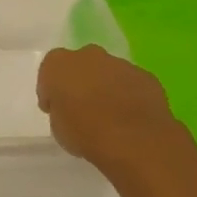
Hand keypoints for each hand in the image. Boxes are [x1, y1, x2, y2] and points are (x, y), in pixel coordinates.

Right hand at [37, 45, 184, 168]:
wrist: (135, 140)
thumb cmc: (84, 132)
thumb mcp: (57, 125)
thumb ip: (60, 108)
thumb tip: (69, 107)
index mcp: (58, 64)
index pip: (49, 72)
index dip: (52, 90)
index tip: (55, 108)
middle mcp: (88, 56)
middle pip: (81, 64)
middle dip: (81, 81)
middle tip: (82, 106)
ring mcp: (120, 64)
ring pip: (108, 72)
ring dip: (106, 87)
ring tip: (110, 114)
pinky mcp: (146, 77)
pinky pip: (131, 84)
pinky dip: (129, 95)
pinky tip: (130, 116)